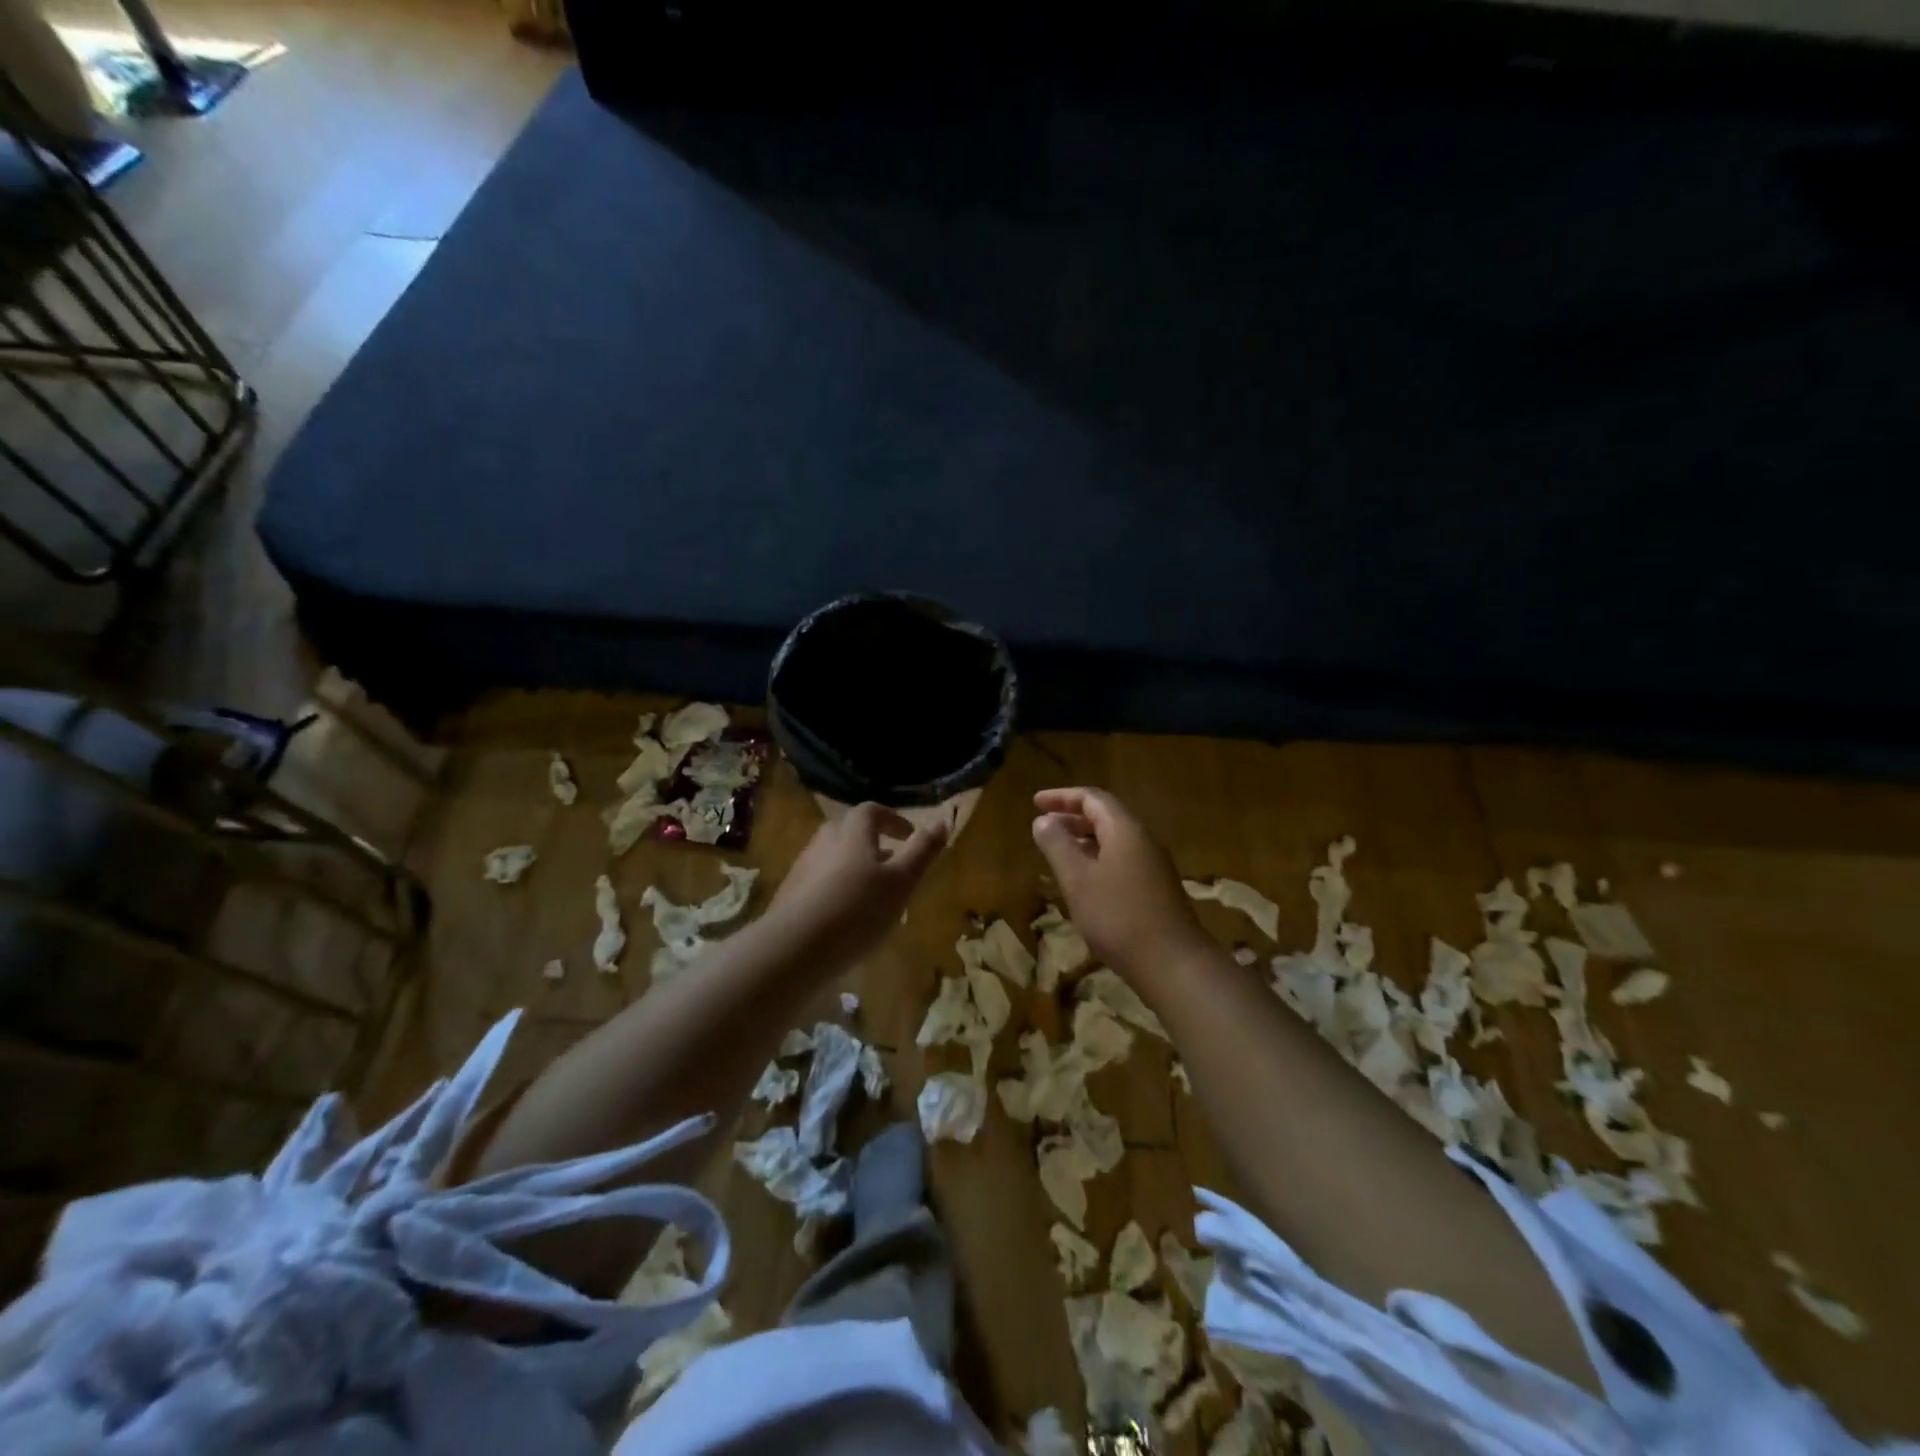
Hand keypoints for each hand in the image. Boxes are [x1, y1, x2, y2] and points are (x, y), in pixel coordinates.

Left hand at [764, 803, 948, 971]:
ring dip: (855, 864)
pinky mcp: (790, 893)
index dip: (893, 819)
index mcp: (853, 830)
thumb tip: (943, 820)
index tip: (909, 835)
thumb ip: (922, 851)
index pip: (873, 811)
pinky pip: (820, 879)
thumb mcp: (902, 881)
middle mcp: (825, 839)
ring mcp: (803, 866)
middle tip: (893, 861)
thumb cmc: (858, 909)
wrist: (794, 947)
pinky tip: (846, 914)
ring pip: (834, 855)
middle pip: (850, 829)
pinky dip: (837, 886)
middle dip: (873, 840)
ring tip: (873, 891)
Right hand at [1032, 787, 1211, 981]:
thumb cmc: (1118, 917)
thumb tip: (1043, 820)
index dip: (1062, 796)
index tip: (1036, 802)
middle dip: (1072, 816)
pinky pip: (1121, 860)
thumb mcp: (1078, 880)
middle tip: (1043, 824)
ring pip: (1114, 840)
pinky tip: (1083, 881)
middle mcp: (1143, 840)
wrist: (1173, 964)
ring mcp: (1153, 866)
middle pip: (1106, 816)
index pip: (1093, 798)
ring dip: (1084, 839)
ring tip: (1057, 850)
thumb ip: (1058, 846)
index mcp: (1125, 830)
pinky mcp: (1155, 889)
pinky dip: (1096, 859)